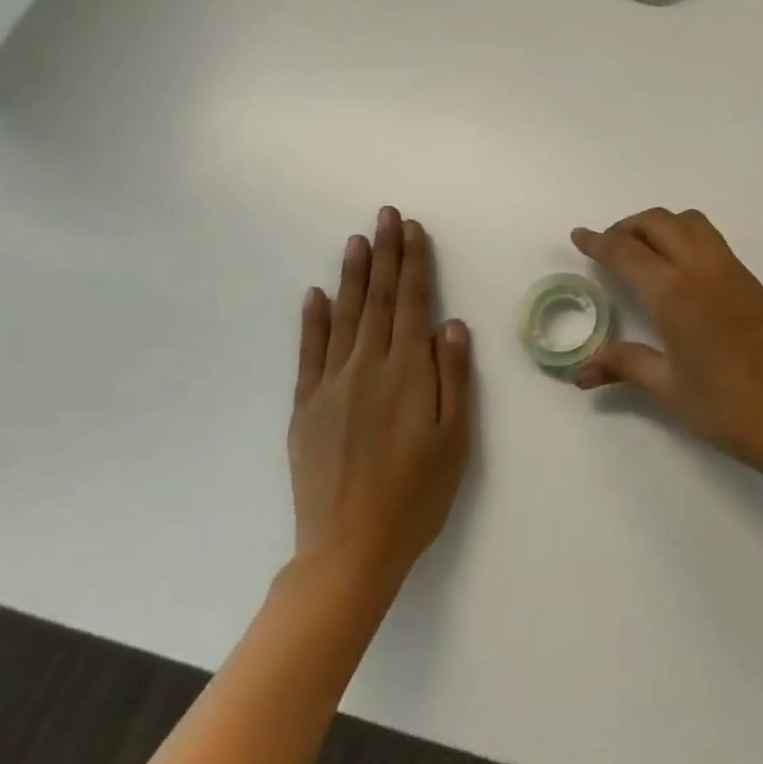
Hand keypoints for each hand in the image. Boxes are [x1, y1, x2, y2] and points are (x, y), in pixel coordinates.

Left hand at [287, 208, 470, 607]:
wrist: (350, 547)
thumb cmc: (418, 494)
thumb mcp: (455, 439)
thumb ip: (454, 378)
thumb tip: (452, 325)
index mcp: (408, 373)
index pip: (413, 304)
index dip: (415, 264)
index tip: (414, 230)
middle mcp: (367, 368)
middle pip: (379, 300)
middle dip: (386, 254)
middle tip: (386, 215)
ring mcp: (331, 385)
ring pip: (345, 316)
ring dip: (353, 275)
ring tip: (358, 240)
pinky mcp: (306, 407)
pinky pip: (310, 352)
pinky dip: (313, 320)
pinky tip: (317, 294)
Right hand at [571, 209, 762, 472]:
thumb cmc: (727, 407)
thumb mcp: (669, 388)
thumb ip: (625, 365)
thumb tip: (581, 372)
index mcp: (675, 293)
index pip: (627, 251)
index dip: (599, 241)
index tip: (579, 236)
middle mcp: (702, 269)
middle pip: (659, 222)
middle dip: (628, 227)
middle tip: (608, 249)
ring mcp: (731, 270)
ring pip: (690, 222)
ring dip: (661, 225)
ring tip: (643, 253)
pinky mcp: (751, 280)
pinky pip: (711, 239)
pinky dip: (686, 237)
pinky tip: (678, 271)